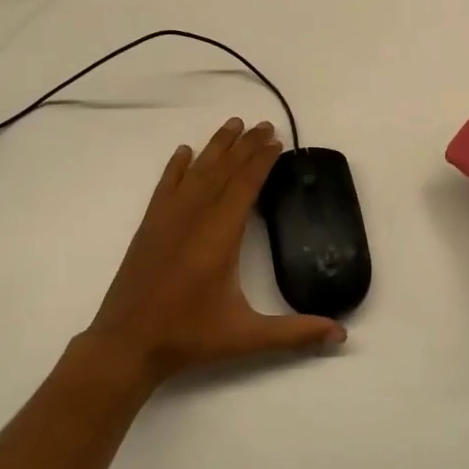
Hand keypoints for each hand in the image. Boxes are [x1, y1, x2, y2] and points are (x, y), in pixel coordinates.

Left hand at [86, 118, 347, 389]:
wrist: (126, 344)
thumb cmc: (188, 337)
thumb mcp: (245, 337)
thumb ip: (294, 333)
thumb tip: (342, 335)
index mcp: (219, 237)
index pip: (244, 187)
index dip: (261, 161)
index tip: (276, 141)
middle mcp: (193, 218)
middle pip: (223, 171)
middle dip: (245, 146)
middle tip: (264, 124)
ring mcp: (167, 219)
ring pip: (195, 172)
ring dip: (216, 147)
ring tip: (233, 125)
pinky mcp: (149, 227)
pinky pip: (165, 186)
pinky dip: (176, 166)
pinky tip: (184, 151)